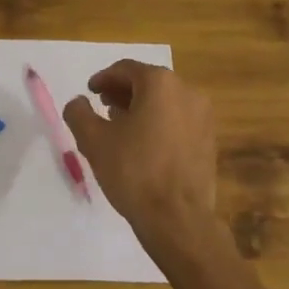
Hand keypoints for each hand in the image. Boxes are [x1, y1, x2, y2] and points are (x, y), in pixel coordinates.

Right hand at [64, 61, 216, 245]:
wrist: (178, 218)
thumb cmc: (134, 171)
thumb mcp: (94, 140)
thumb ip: (79, 113)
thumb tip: (78, 102)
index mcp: (160, 84)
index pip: (126, 69)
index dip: (103, 78)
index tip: (89, 92)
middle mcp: (187, 91)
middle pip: (148, 83)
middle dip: (122, 92)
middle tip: (102, 107)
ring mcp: (203, 116)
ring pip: (165, 102)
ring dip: (141, 108)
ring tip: (120, 127)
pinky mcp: (209, 140)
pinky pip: (178, 120)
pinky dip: (159, 123)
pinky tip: (143, 145)